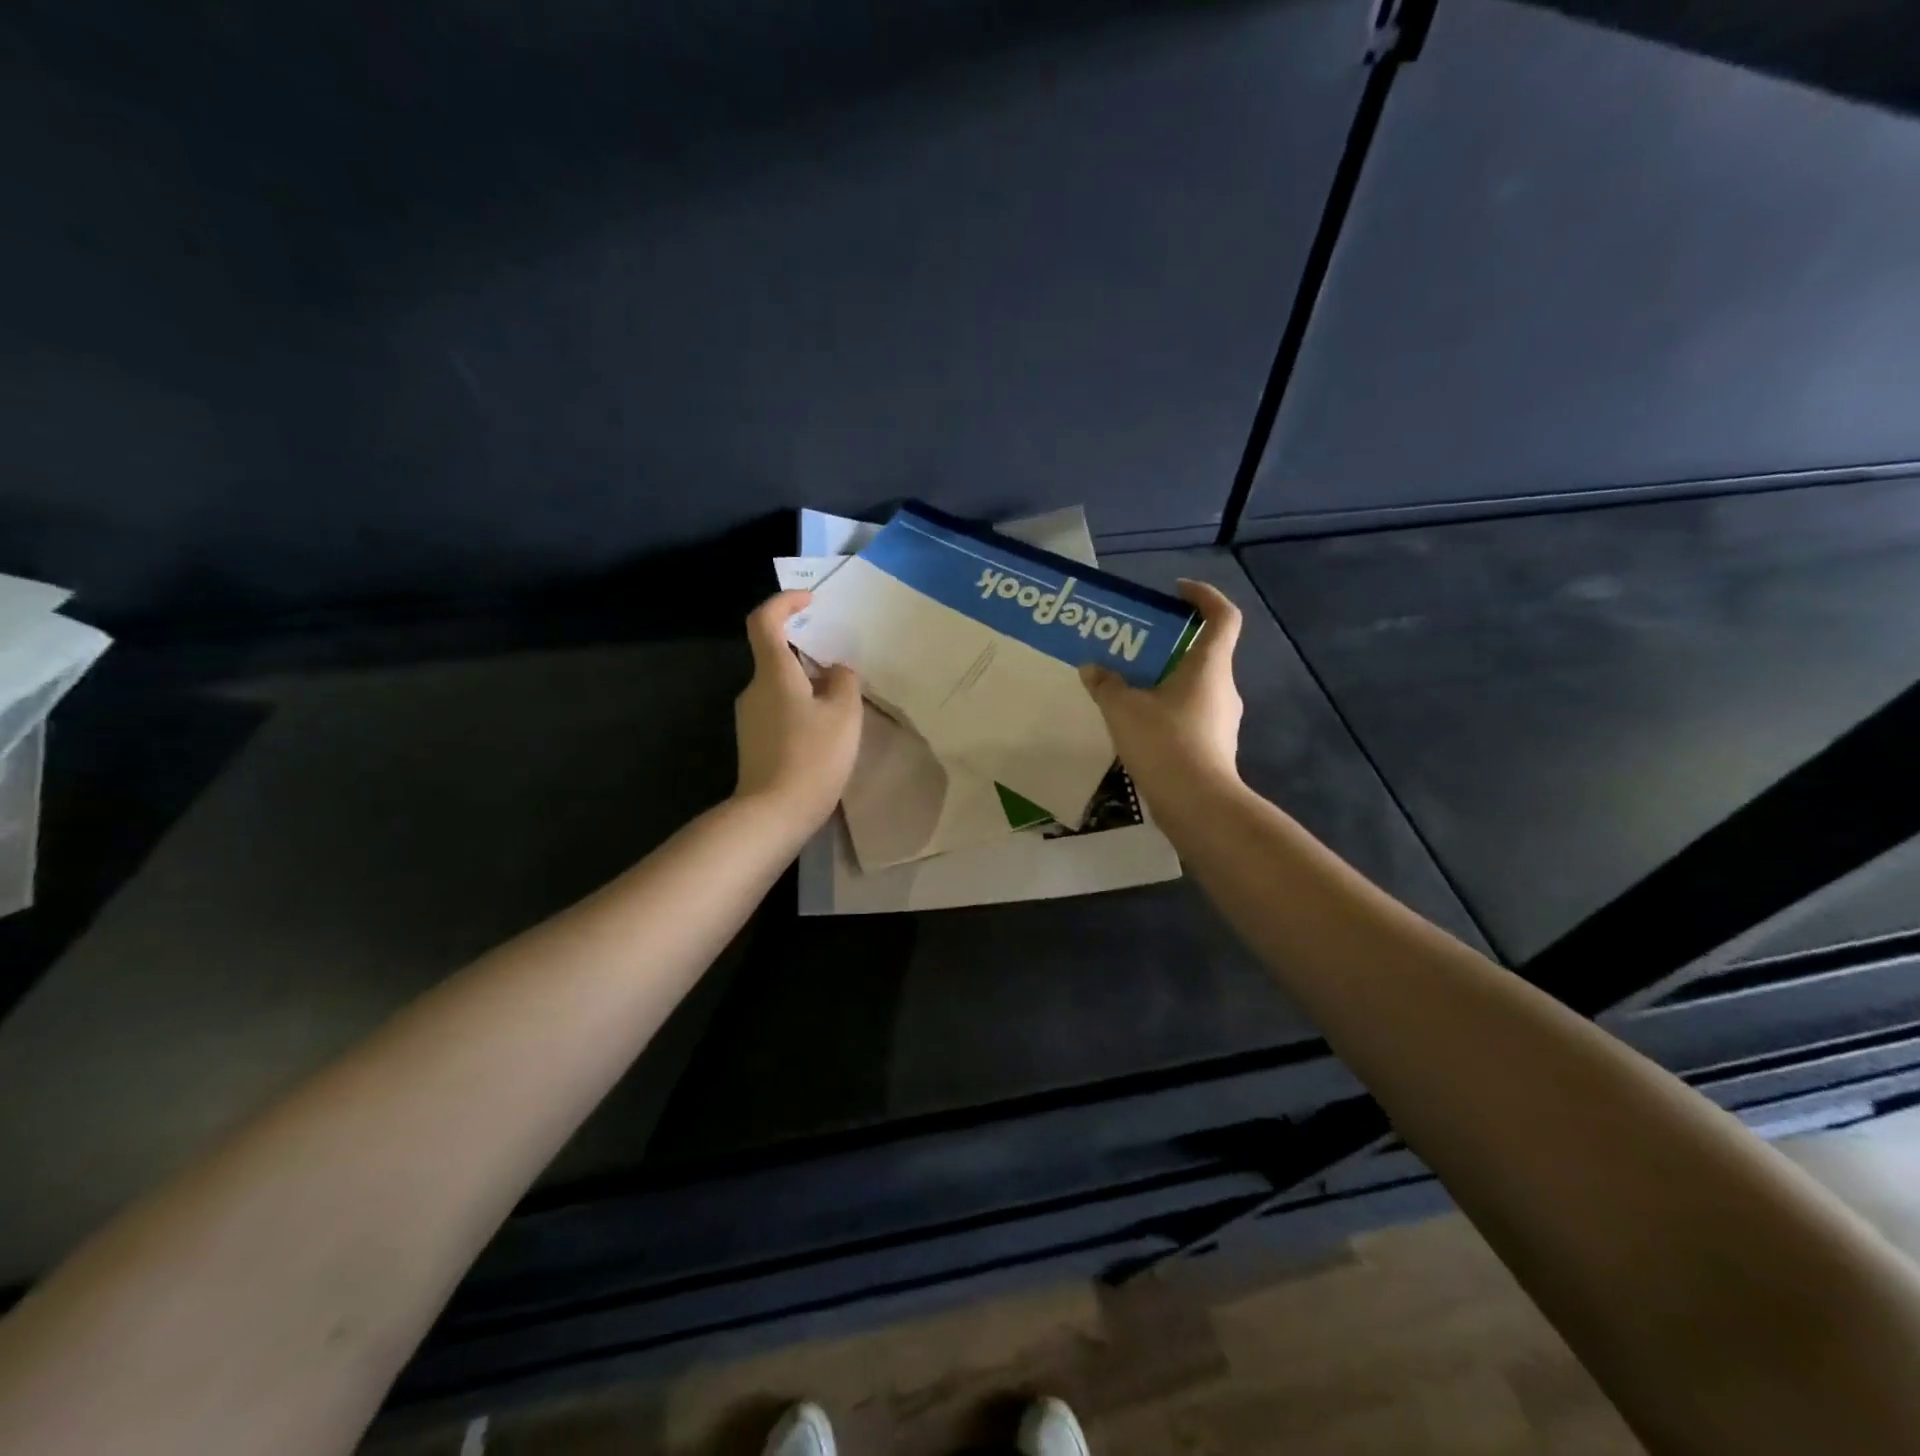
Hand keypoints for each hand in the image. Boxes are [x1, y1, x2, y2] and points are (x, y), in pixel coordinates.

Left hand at [733, 591, 863, 832]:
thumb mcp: (844, 715)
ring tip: (841, 711)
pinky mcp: (753, 743)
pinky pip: (779, 712)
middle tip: (842, 671)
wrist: (772, 814)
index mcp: (773, 673)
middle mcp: (753, 689)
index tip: (810, 601)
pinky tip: (824, 737)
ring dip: (808, 688)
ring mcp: (749, 718)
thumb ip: (844, 682)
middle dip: (808, 656)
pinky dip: (801, 711)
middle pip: (776, 657)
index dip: (784, 602)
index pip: (764, 621)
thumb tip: (835, 670)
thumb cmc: (812, 756)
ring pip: (780, 688)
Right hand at [1079, 579, 1243, 810]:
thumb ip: (1106, 684)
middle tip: (1134, 647)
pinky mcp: (1214, 747)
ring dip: (1165, 681)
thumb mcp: (1124, 709)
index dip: (1204, 596)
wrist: (1197, 805)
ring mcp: (1222, 720)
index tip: (1176, 592)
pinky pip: (1189, 716)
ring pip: (1194, 687)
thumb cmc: (1165, 743)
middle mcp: (1223, 688)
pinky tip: (1137, 726)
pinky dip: (1166, 711)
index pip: (1222, 616)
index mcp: (1209, 666)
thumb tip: (1092, 668)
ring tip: (1128, 688)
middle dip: (1171, 645)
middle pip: (1204, 653)